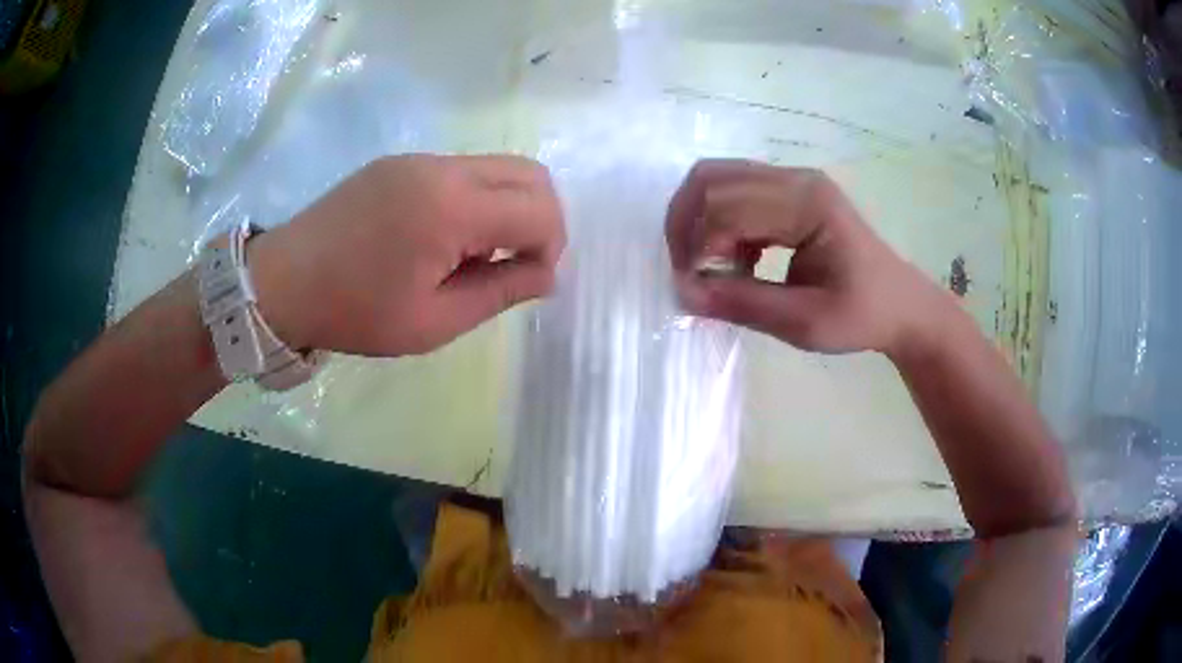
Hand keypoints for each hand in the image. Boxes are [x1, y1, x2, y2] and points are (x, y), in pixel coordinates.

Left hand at [249, 154, 565, 355]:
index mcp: (452, 209)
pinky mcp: (400, 162)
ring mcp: (419, 159)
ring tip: (473, 255)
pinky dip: (477, 199)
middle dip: (541, 219)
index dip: (550, 247)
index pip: (540, 209)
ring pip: (499, 166)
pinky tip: (443, 238)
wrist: (281, 282)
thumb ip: (500, 292)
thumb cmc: (355, 312)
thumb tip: (547, 275)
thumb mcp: (433, 321)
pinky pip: (463, 170)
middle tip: (514, 263)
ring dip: (508, 208)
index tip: (528, 280)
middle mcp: (442, 169)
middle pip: (531, 173)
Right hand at [666, 159, 949, 353]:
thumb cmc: (863, 315)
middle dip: (687, 226)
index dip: (698, 246)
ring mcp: (792, 180)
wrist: (900, 305)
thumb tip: (683, 292)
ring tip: (710, 267)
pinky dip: (718, 223)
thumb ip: (743, 304)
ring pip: (717, 179)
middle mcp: (796, 179)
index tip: (694, 290)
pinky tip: (736, 259)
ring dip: (698, 221)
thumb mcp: (804, 322)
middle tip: (689, 273)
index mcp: (808, 204)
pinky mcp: (789, 192)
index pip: (728, 206)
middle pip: (711, 178)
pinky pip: (733, 192)